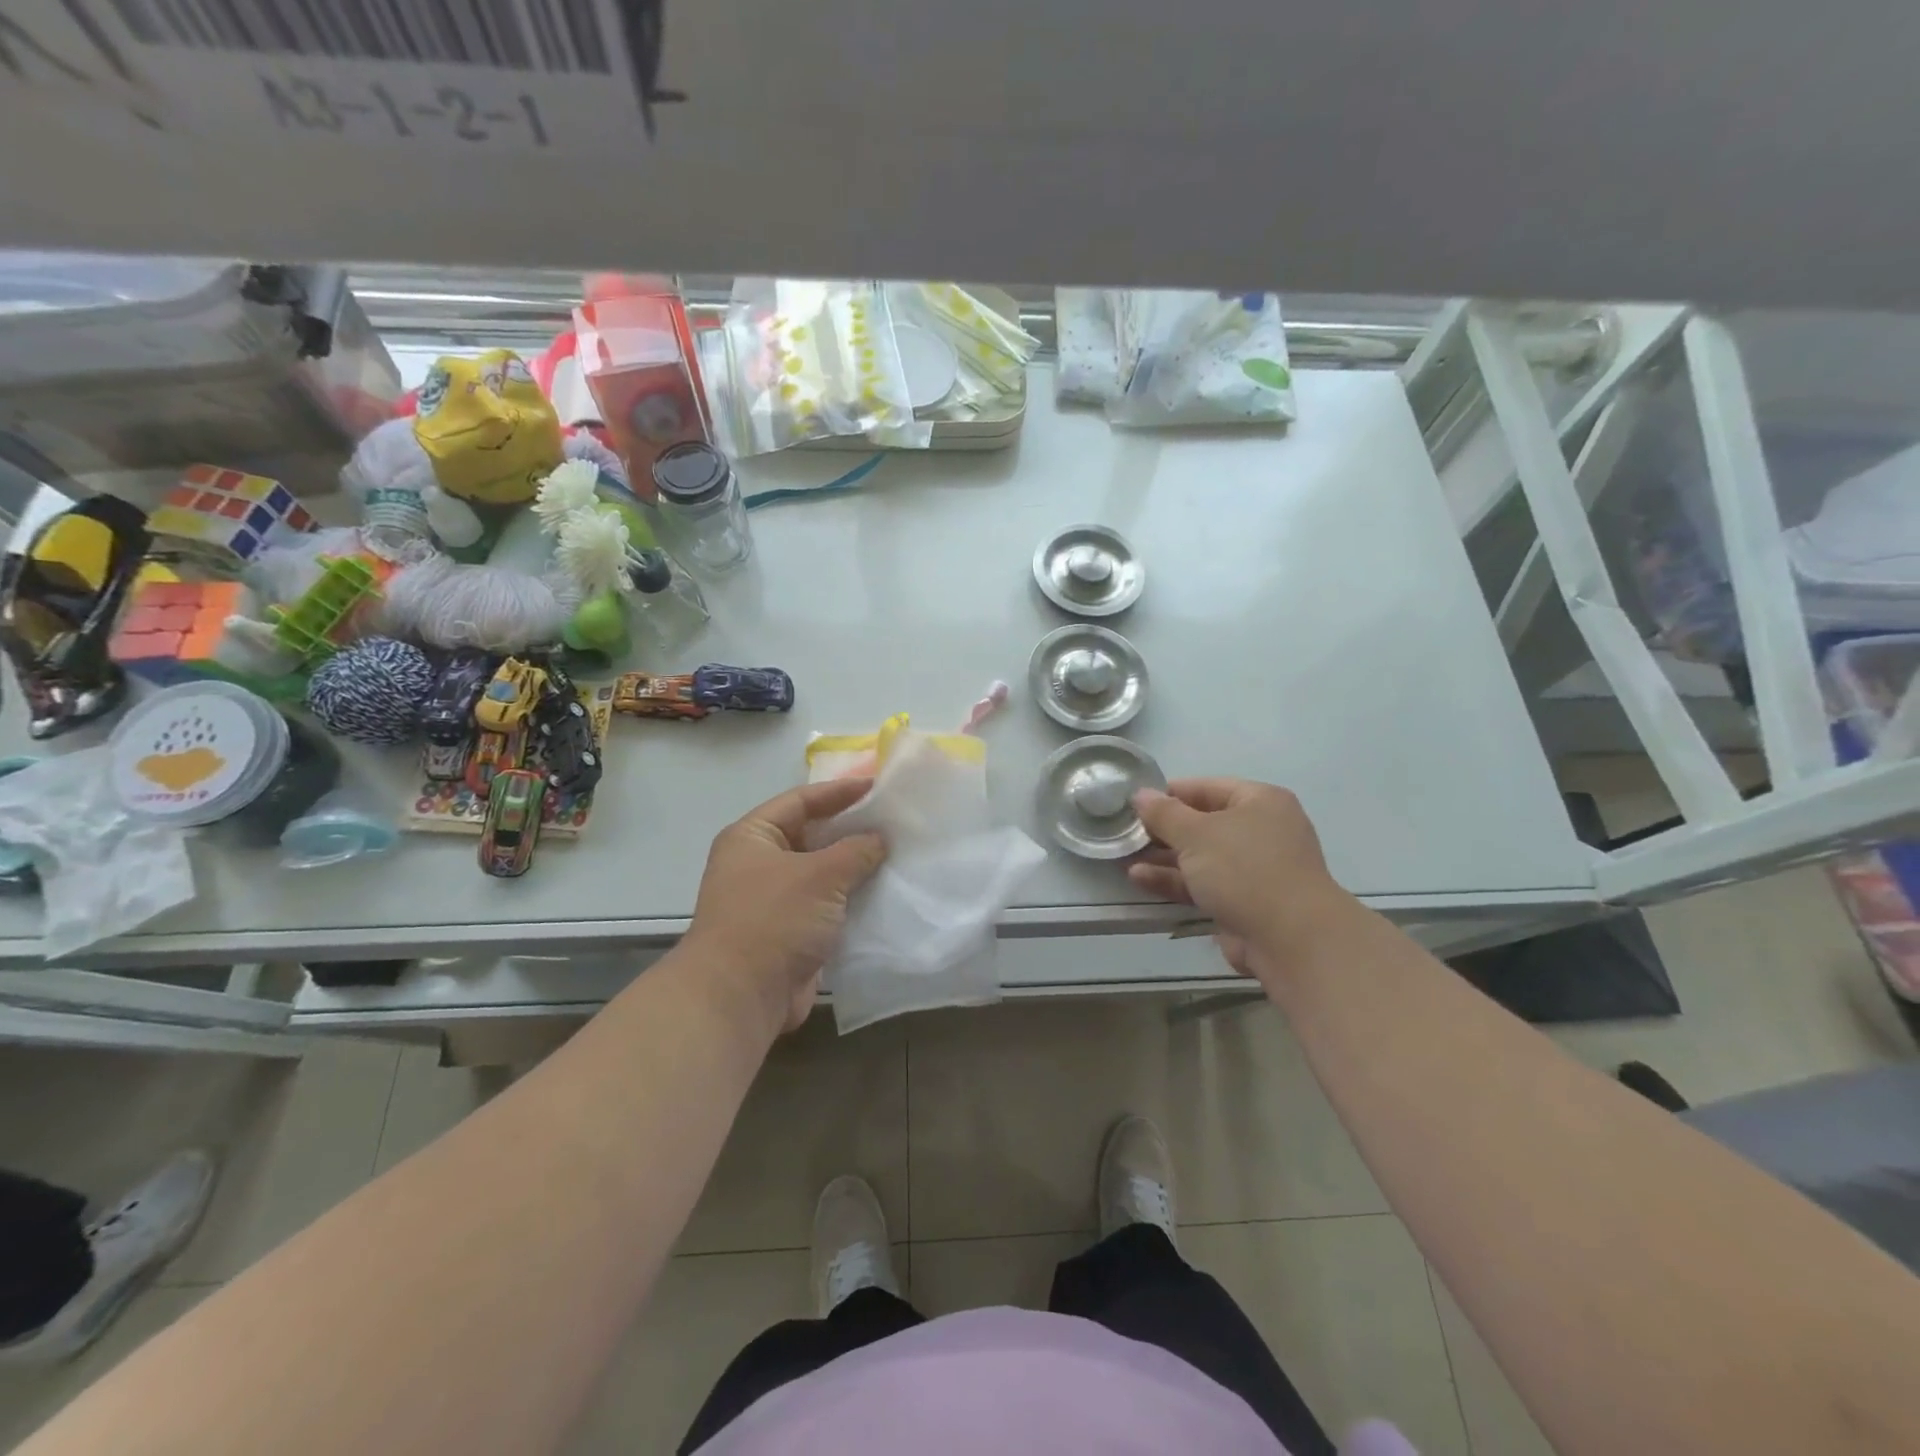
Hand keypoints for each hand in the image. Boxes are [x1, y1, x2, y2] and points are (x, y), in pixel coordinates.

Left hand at [683, 779, 886, 1036]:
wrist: (739, 997)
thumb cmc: (773, 920)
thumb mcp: (820, 875)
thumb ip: (855, 850)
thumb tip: (878, 839)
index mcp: (752, 837)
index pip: (800, 801)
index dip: (838, 791)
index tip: (877, 786)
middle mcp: (758, 864)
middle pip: (811, 835)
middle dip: (850, 829)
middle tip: (893, 820)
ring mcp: (773, 900)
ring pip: (821, 873)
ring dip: (854, 867)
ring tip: (897, 854)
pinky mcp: (789, 932)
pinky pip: (826, 905)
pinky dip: (851, 899)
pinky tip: (885, 893)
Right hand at [1127, 778, 1349, 987]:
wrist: (1290, 939)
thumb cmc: (1244, 869)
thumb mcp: (1196, 834)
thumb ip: (1164, 813)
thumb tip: (1140, 794)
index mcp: (1260, 802)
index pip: (1207, 787)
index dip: (1170, 794)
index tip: (1135, 803)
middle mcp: (1261, 831)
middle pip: (1203, 823)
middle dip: (1164, 830)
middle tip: (1126, 832)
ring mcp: (1254, 869)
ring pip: (1201, 857)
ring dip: (1164, 858)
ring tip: (1124, 857)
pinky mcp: (1244, 902)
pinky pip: (1204, 884)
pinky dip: (1175, 881)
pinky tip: (1140, 879)